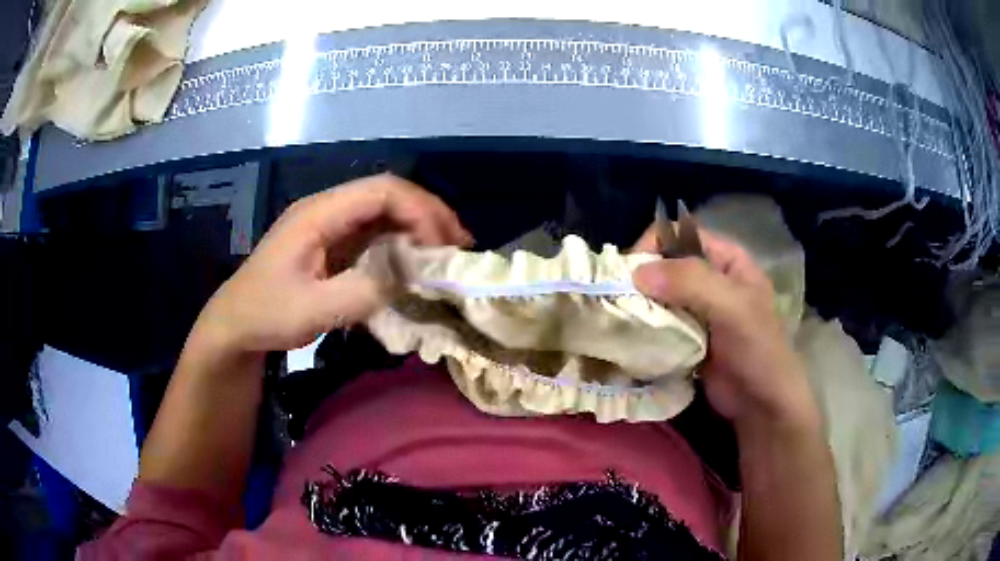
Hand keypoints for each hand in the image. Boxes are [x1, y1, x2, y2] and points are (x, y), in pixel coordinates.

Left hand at [191, 174, 471, 355]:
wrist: (236, 324)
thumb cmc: (266, 314)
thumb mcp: (312, 310)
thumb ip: (362, 292)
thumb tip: (411, 278)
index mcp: (319, 213)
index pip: (381, 191)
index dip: (419, 211)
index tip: (441, 247)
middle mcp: (328, 209)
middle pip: (388, 194)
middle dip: (429, 214)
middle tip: (460, 246)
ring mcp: (330, 225)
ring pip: (385, 211)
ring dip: (420, 227)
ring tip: (449, 253)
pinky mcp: (333, 243)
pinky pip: (376, 233)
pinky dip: (403, 244)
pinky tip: (418, 263)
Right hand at [630, 225, 819, 430]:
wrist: (761, 405)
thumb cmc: (757, 350)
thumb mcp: (732, 309)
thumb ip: (691, 283)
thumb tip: (637, 272)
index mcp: (726, 260)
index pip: (681, 234)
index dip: (653, 246)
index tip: (630, 274)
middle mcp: (709, 279)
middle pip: (665, 265)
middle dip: (640, 279)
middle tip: (618, 302)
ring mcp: (697, 310)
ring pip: (658, 296)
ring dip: (639, 306)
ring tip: (620, 322)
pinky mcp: (685, 338)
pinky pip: (658, 324)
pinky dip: (643, 329)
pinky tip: (630, 339)